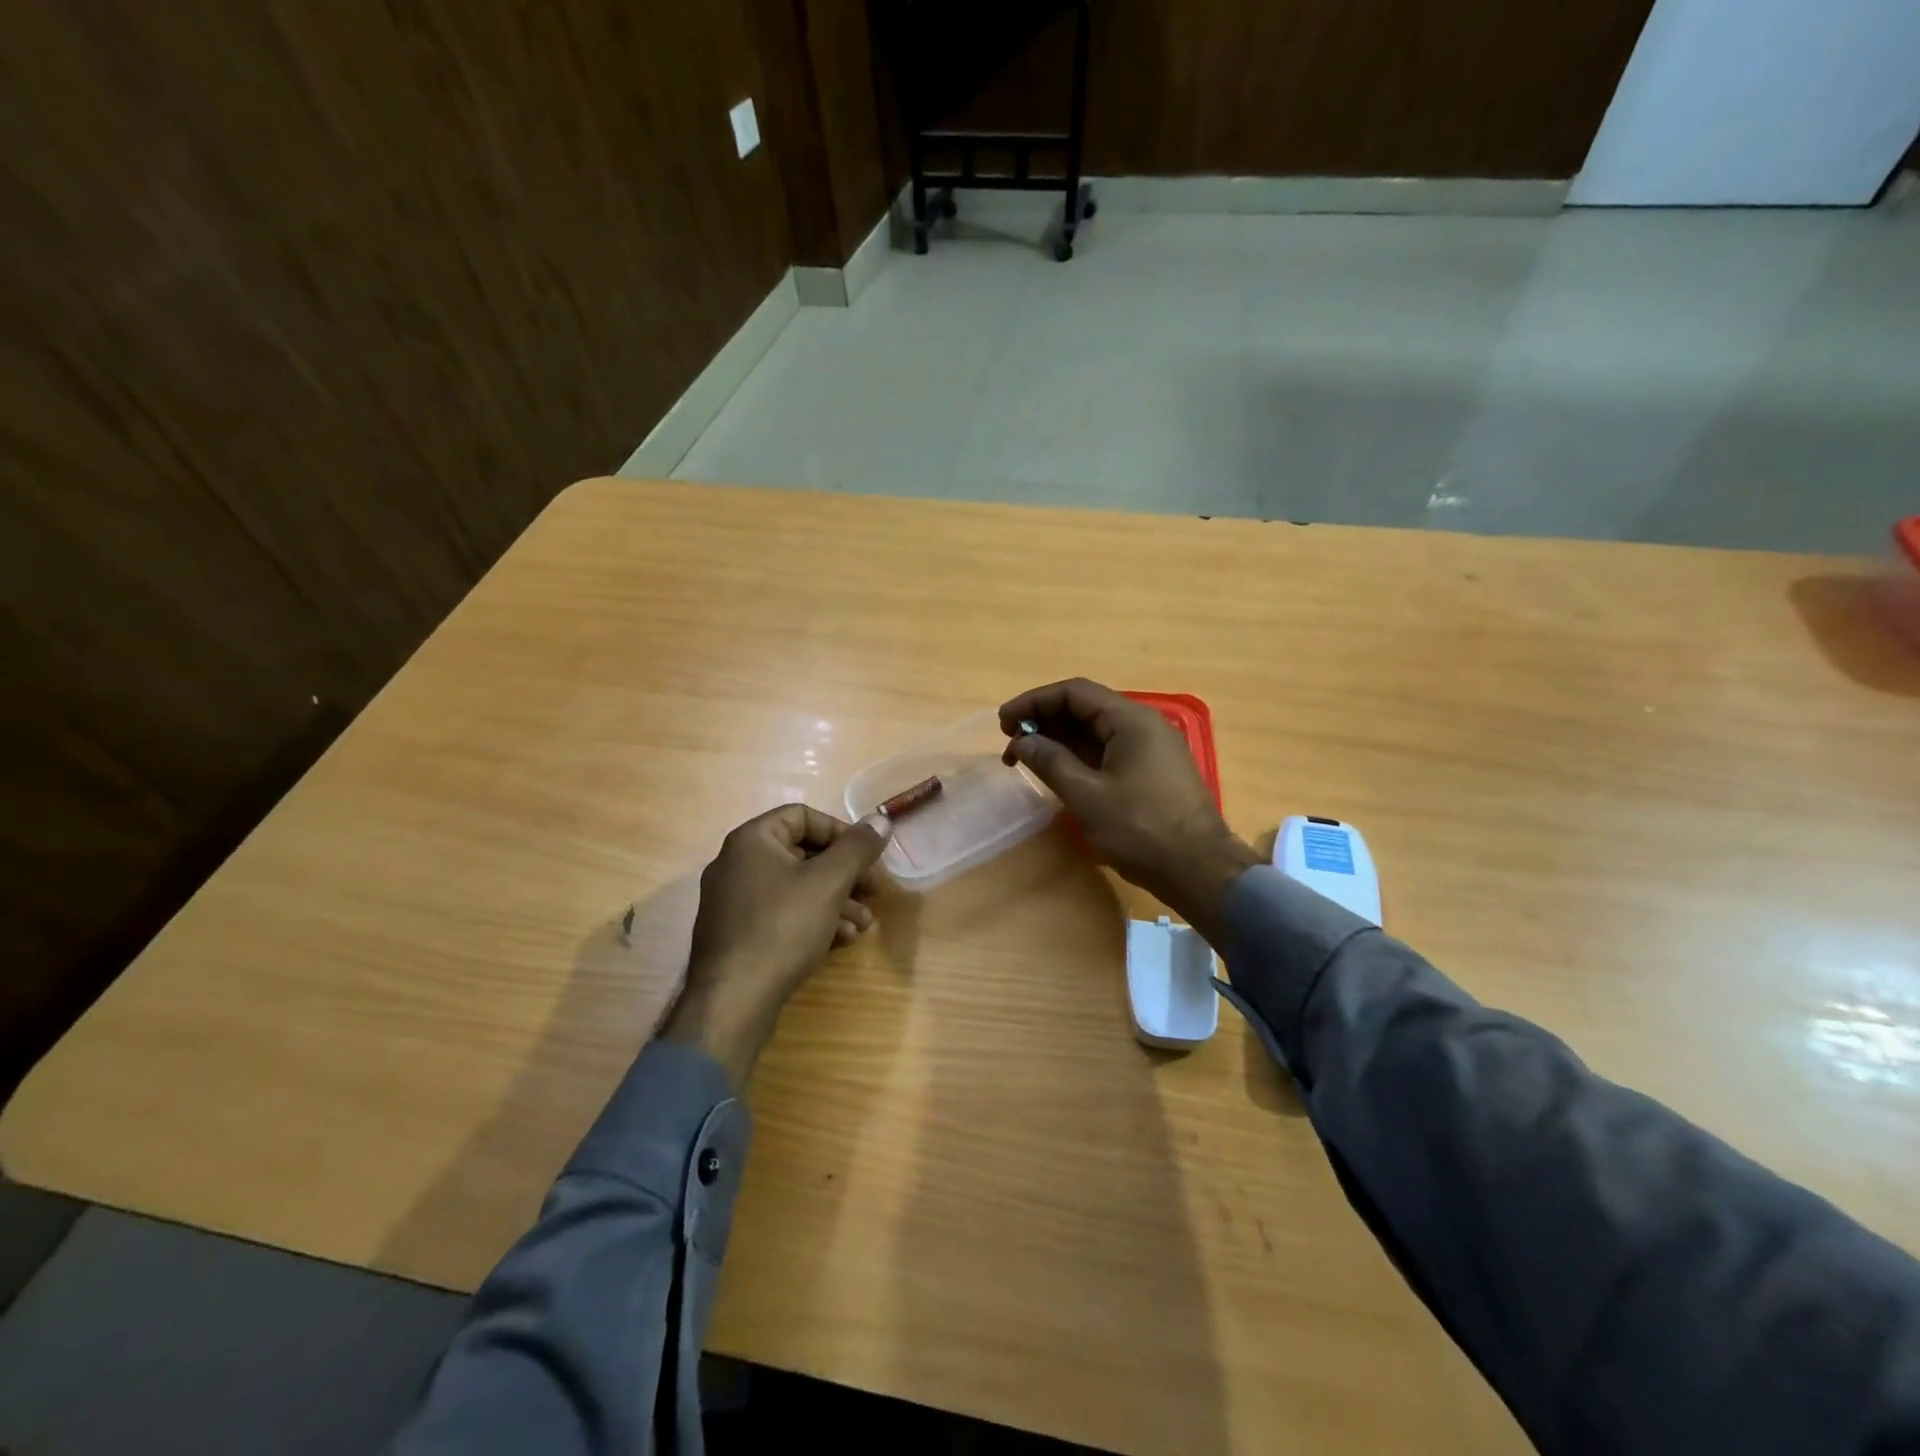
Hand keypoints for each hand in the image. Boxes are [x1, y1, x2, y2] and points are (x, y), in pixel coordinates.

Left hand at [660, 804, 889, 1087]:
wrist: (733, 1002)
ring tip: (863, 925)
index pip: (803, 816)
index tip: (867, 856)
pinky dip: (812, 920)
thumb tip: (880, 820)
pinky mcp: (737, 934)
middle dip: (844, 873)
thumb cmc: (783, 928)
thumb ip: (857, 848)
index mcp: (752, 840)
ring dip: (835, 900)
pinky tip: (839, 941)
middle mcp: (737, 863)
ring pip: (795, 887)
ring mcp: (733, 901)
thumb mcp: (829, 882)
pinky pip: (781, 913)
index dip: (841, 832)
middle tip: (873, 892)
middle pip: (802, 853)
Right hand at [999, 679, 1258, 943]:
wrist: (1200, 871)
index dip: (1034, 702)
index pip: (1074, 693)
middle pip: (1085, 709)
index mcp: (1130, 720)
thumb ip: (1050, 762)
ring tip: (1026, 759)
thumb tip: (1021, 741)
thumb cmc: (1141, 830)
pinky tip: (1059, 773)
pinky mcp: (1153, 772)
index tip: (1003, 722)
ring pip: (1096, 732)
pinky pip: (1109, 752)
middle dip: (1044, 721)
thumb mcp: (1087, 796)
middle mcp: (1144, 725)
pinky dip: (1080, 757)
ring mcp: (1152, 749)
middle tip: (1010, 744)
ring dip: (1060, 740)